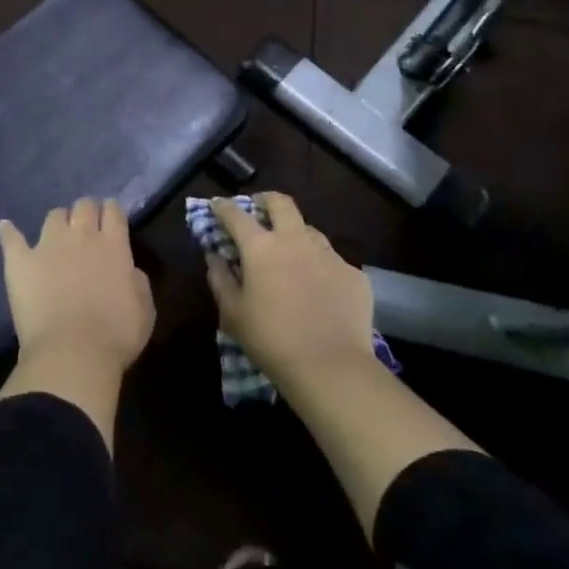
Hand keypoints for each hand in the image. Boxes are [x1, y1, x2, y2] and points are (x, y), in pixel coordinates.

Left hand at [0, 198, 154, 379]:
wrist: (71, 353)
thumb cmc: (115, 336)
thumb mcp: (144, 311)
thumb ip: (138, 283)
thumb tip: (131, 270)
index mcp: (113, 246)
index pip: (113, 211)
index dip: (112, 211)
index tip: (111, 218)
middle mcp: (81, 236)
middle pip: (84, 206)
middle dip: (87, 211)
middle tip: (87, 226)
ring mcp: (47, 245)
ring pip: (54, 216)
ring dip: (59, 221)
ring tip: (58, 234)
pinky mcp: (20, 261)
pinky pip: (12, 238)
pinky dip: (9, 231)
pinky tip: (5, 226)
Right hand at [204, 193, 377, 394]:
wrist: (332, 368)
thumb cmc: (271, 340)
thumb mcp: (232, 313)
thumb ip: (219, 278)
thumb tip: (215, 256)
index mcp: (261, 247)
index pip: (236, 214)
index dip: (223, 207)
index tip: (217, 207)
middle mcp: (295, 240)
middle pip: (280, 203)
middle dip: (265, 200)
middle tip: (258, 211)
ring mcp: (329, 255)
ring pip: (309, 229)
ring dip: (294, 233)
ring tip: (289, 253)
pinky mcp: (353, 274)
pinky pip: (332, 260)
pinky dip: (318, 265)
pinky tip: (318, 288)